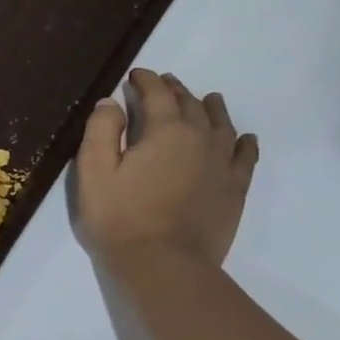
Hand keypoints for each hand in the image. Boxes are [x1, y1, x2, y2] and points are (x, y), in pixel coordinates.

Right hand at [73, 69, 257, 267]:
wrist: (163, 264)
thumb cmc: (119, 217)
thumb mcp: (94, 172)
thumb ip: (101, 131)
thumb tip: (110, 102)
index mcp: (164, 131)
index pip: (157, 94)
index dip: (145, 81)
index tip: (134, 76)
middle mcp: (200, 139)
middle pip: (190, 104)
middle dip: (175, 90)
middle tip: (163, 83)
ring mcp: (222, 164)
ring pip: (221, 125)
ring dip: (211, 108)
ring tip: (206, 99)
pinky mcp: (234, 189)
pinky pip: (244, 157)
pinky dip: (243, 142)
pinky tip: (243, 138)